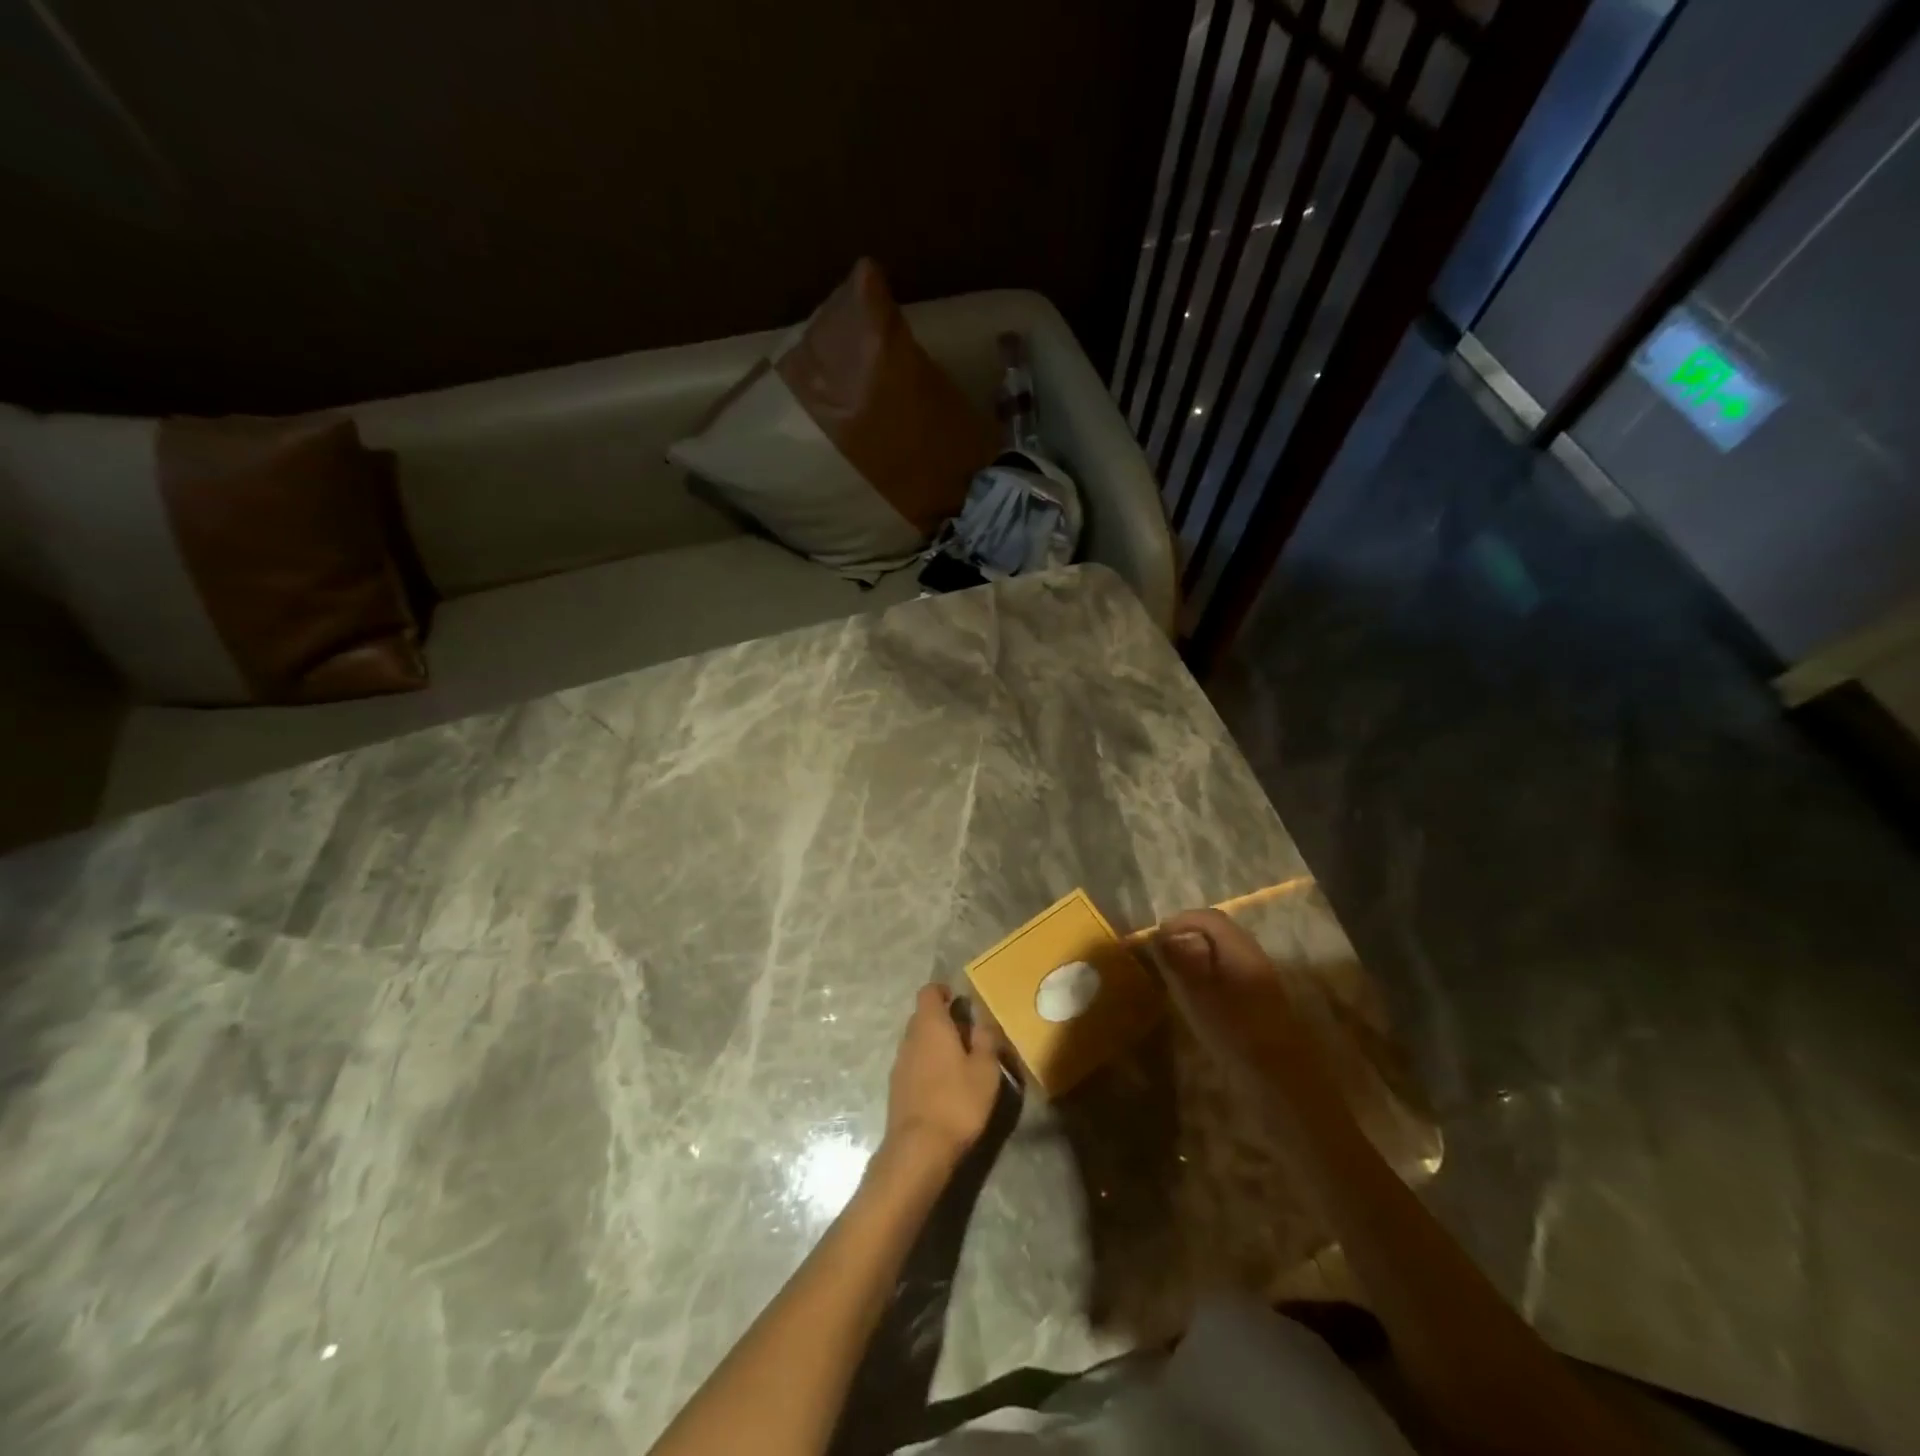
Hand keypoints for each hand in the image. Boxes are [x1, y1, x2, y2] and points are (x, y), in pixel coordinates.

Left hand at [883, 985, 1003, 1168]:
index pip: (929, 992)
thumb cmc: (957, 1102)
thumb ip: (986, 1040)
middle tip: (969, 1034)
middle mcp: (909, 1037)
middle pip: (923, 1016)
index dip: (943, 991)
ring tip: (961, 1061)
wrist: (918, 1149)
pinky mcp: (896, 1088)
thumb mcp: (985, 1070)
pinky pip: (914, 1063)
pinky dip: (928, 1064)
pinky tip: (945, 1085)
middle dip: (943, 1019)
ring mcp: (899, 1063)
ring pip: (918, 1041)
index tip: (960, 1001)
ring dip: (936, 1044)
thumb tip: (983, 1019)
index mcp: (930, 1025)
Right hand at [1154, 909, 1302, 1059]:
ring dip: (1199, 956)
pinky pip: (1232, 972)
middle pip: (1219, 932)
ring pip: (1225, 953)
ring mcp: (1262, 978)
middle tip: (1163, 956)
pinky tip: (1200, 997)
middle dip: (1188, 936)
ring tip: (1176, 976)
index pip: (1210, 918)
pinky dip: (1210, 974)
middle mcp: (1254, 956)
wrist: (1283, 1080)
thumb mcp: (1199, 997)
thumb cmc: (1237, 1033)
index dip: (1180, 922)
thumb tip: (1161, 938)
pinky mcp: (1263, 999)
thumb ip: (1179, 963)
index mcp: (1240, 950)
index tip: (1156, 938)